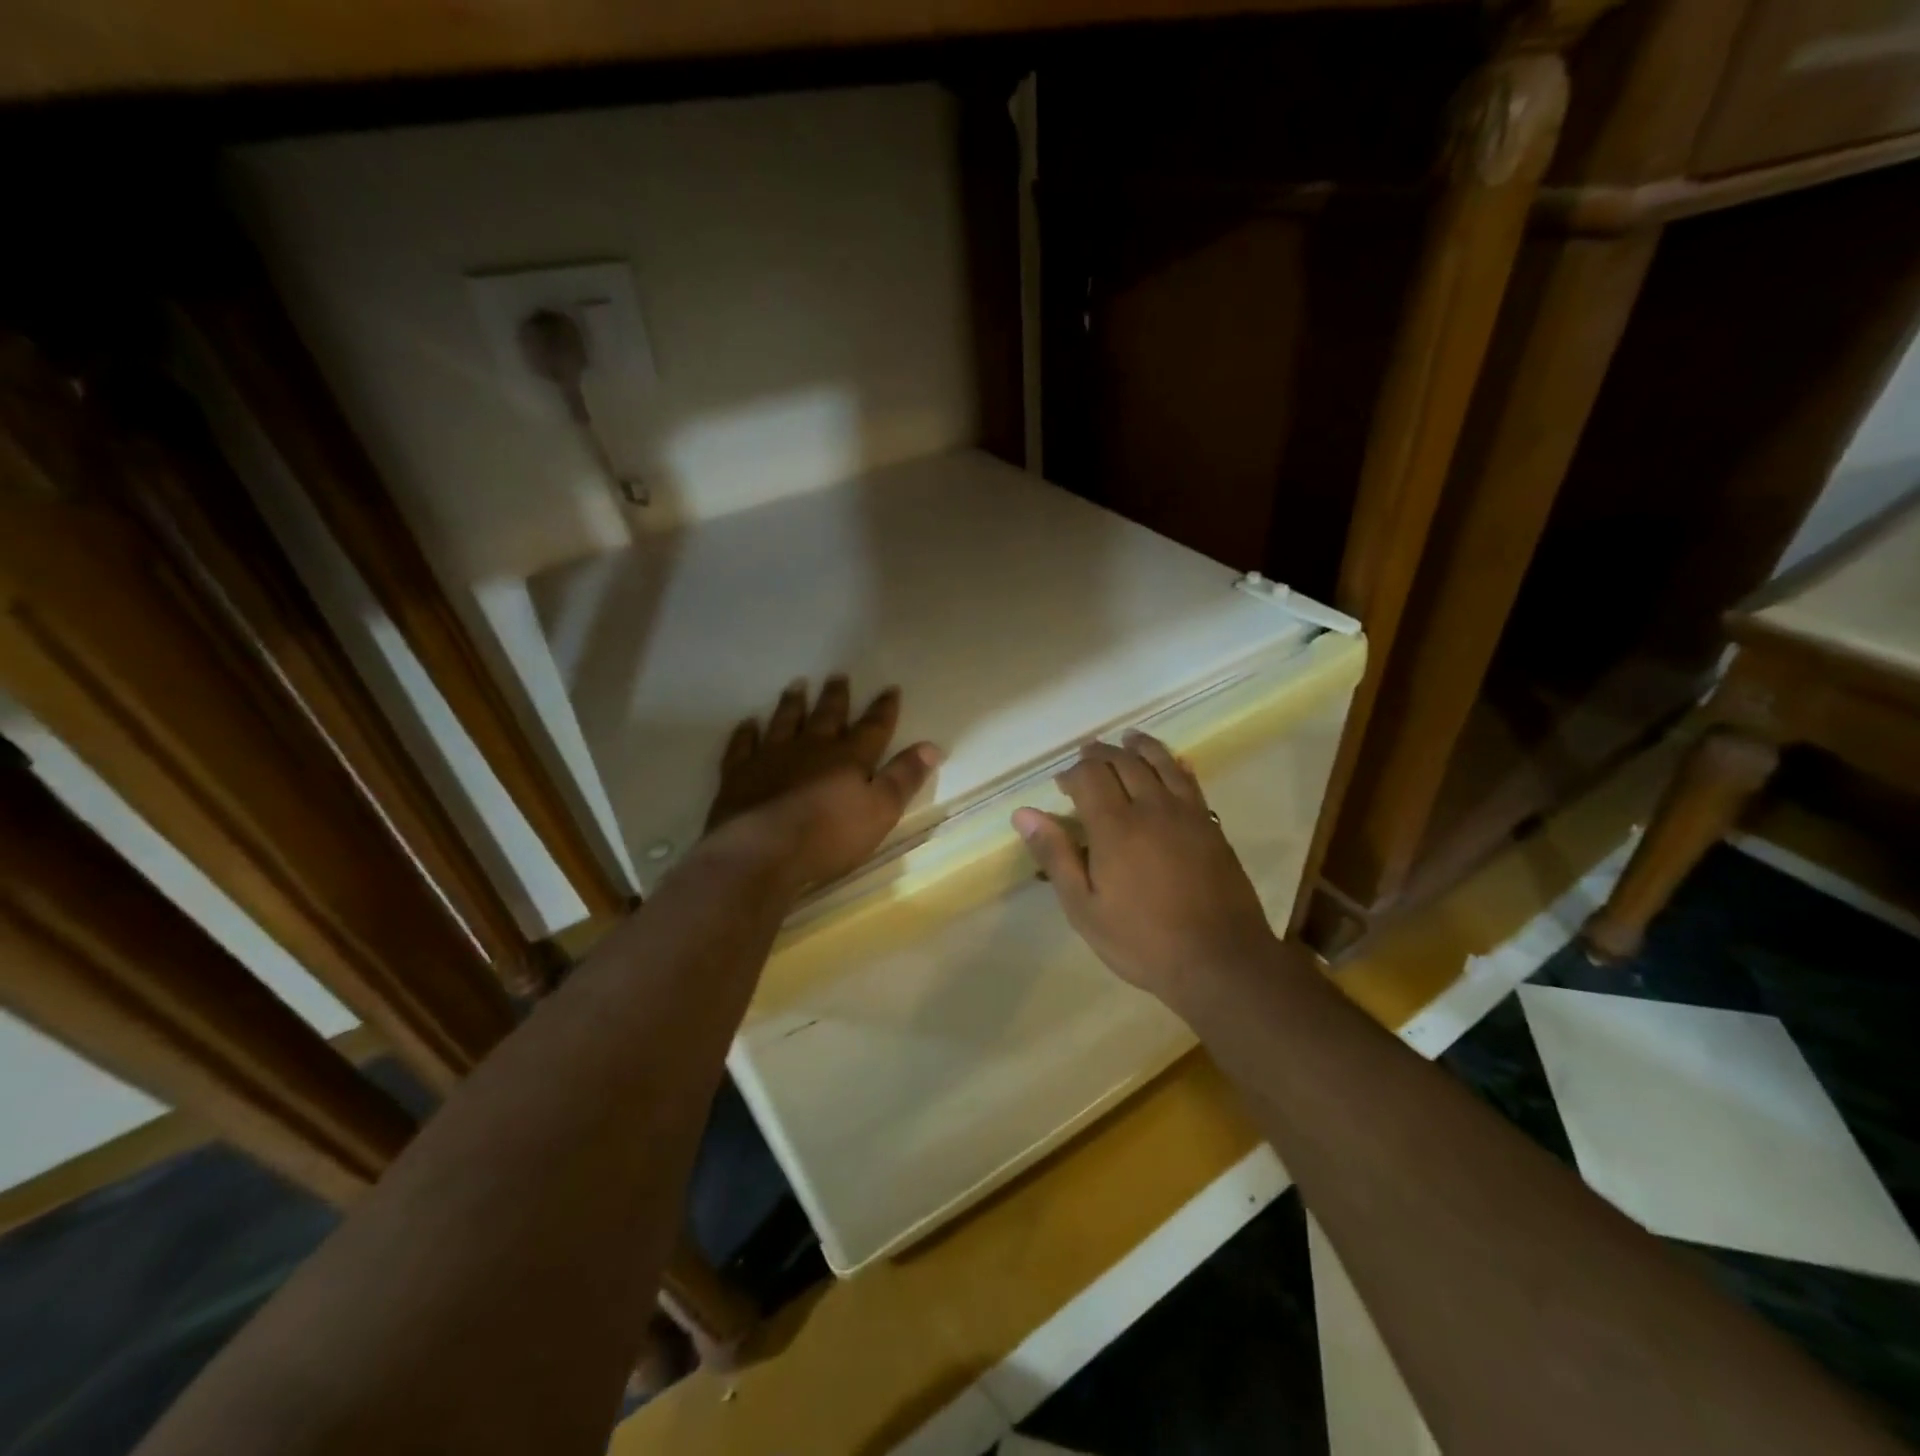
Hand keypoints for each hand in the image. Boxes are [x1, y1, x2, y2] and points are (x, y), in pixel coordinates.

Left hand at [704, 676, 939, 892]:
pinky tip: (747, 723)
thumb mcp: (880, 811)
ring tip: (796, 685)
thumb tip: (931, 746)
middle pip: (827, 716)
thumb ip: (904, 778)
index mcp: (848, 758)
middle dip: (836, 697)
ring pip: (784, 722)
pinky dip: (746, 733)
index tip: (890, 688)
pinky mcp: (739, 775)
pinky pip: (742, 746)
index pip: (872, 728)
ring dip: (792, 704)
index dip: (883, 709)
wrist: (761, 852)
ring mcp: (771, 758)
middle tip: (838, 675)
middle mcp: (811, 748)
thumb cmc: (828, 836)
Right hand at [1013, 734, 1278, 1010]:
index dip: (1072, 773)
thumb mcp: (1084, 908)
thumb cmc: (1143, 940)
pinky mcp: (1211, 825)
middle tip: (1087, 755)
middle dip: (1101, 753)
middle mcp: (1151, 808)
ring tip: (1128, 738)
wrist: (1221, 961)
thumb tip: (1024, 813)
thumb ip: (1056, 855)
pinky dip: (1176, 764)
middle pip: (1124, 762)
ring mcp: (1187, 814)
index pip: (1090, 776)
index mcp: (1115, 827)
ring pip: (1161, 762)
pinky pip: (1191, 781)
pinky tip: (1173, 763)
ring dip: (1140, 746)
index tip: (1062, 785)